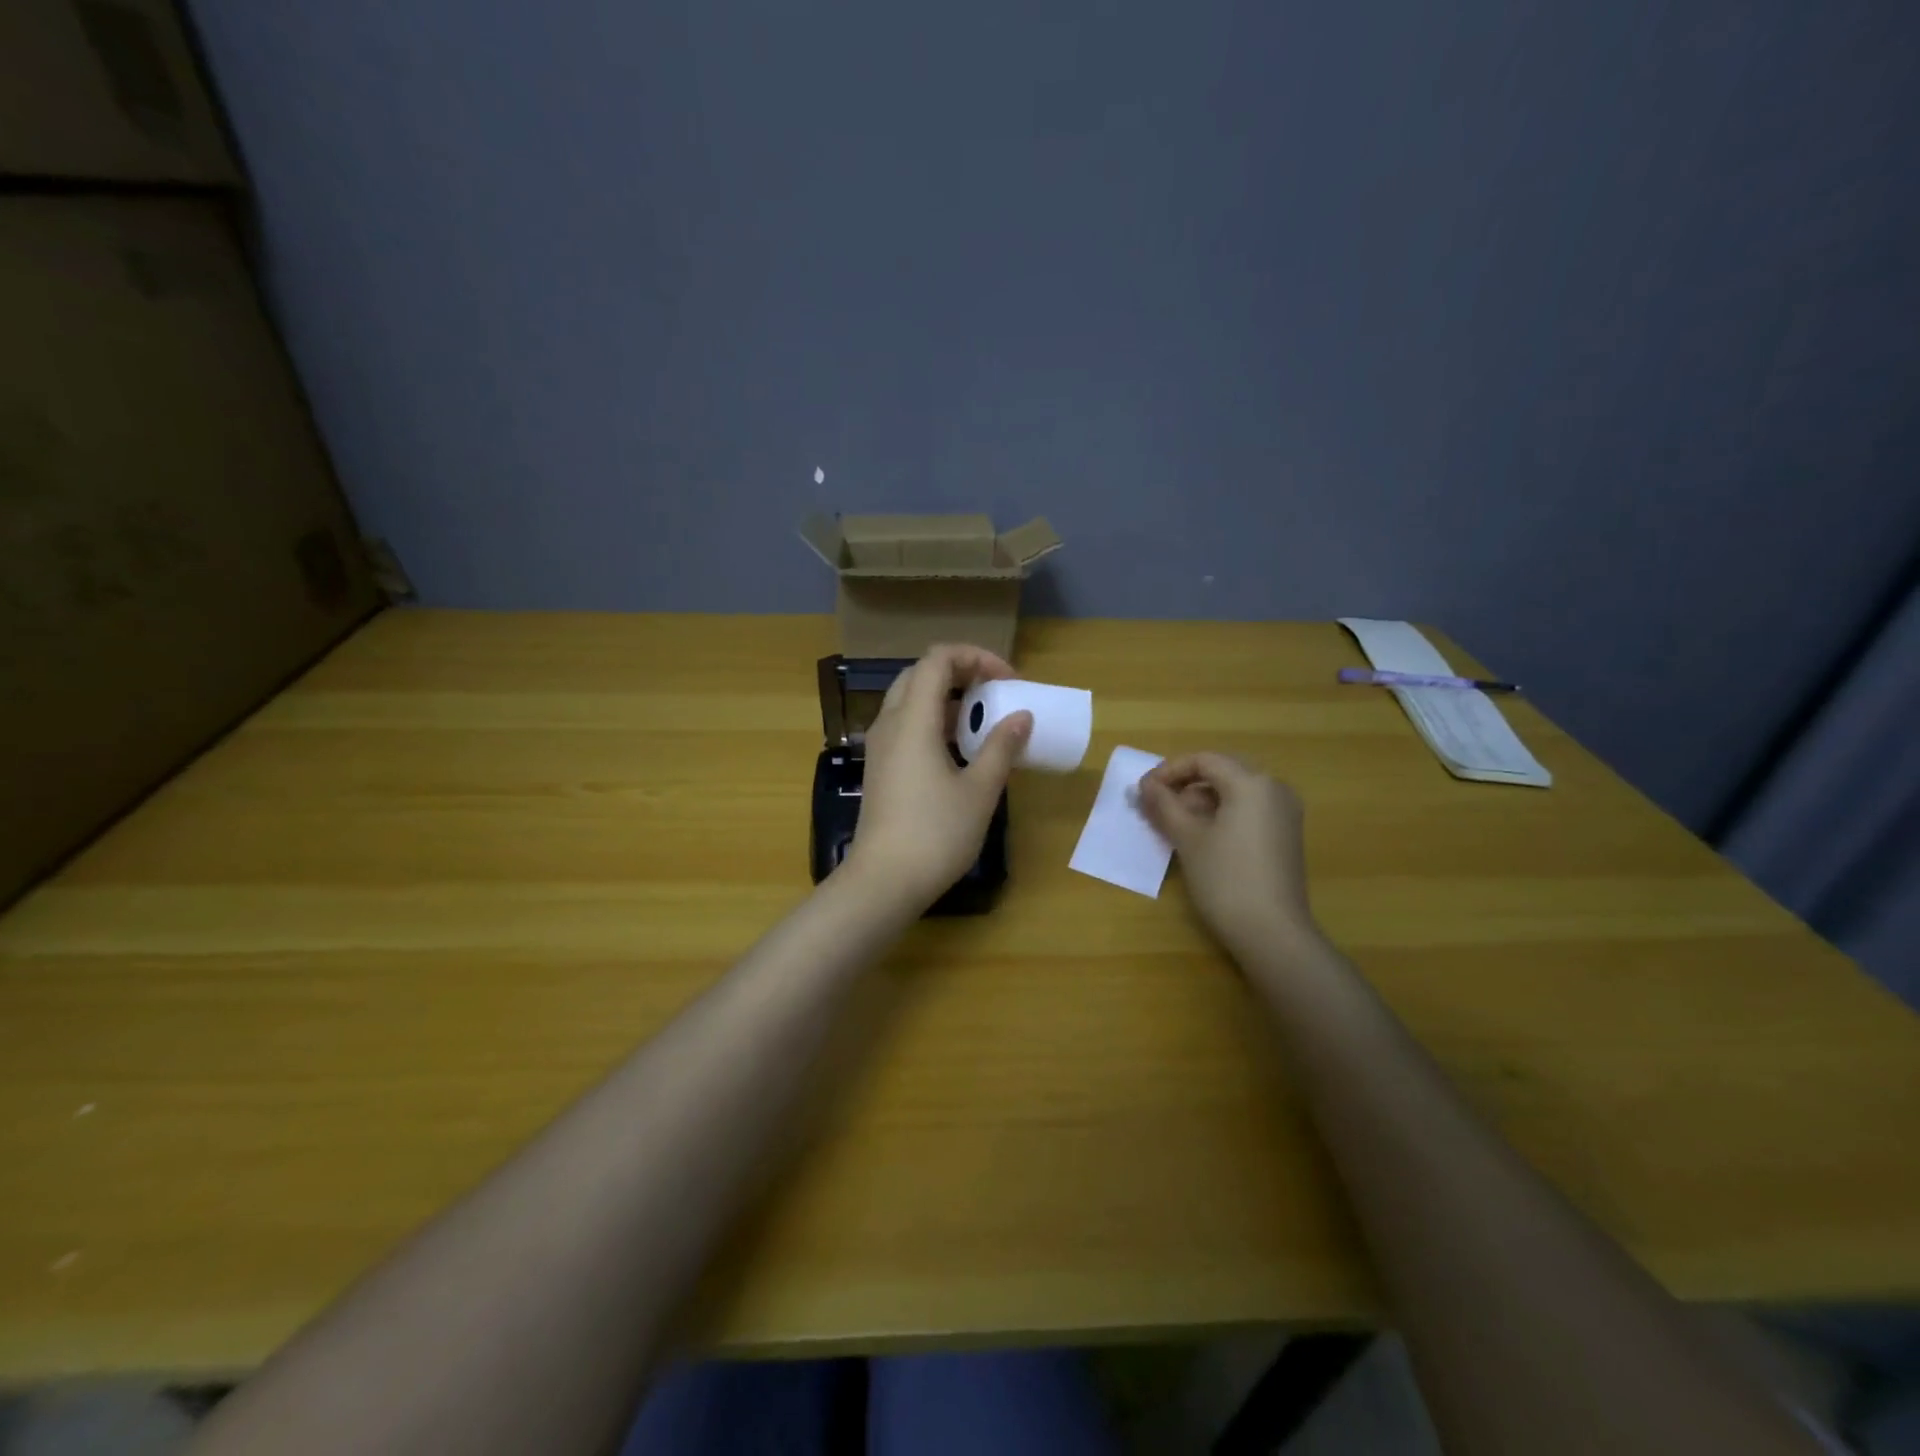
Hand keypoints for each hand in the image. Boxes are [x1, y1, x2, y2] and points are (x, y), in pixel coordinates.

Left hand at [845, 645, 1033, 910]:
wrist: (884, 881)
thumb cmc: (936, 833)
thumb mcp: (979, 790)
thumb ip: (1002, 747)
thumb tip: (1021, 717)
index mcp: (913, 719)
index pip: (938, 659)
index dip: (976, 657)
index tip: (1008, 681)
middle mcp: (890, 723)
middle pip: (921, 674)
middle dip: (961, 673)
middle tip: (995, 693)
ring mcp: (880, 747)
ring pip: (910, 700)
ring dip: (948, 699)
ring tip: (983, 721)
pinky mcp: (880, 768)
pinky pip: (906, 726)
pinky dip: (935, 722)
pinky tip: (960, 750)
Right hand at [1138, 753, 1319, 954]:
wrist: (1272, 932)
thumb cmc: (1225, 879)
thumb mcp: (1187, 838)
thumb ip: (1164, 805)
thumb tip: (1144, 786)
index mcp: (1252, 783)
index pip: (1204, 760)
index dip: (1169, 771)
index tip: (1144, 791)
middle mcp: (1274, 789)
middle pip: (1222, 771)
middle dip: (1185, 784)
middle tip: (1157, 805)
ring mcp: (1284, 813)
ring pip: (1235, 791)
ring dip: (1202, 800)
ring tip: (1174, 823)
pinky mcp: (1286, 835)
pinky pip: (1249, 809)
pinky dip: (1222, 814)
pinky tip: (1202, 837)